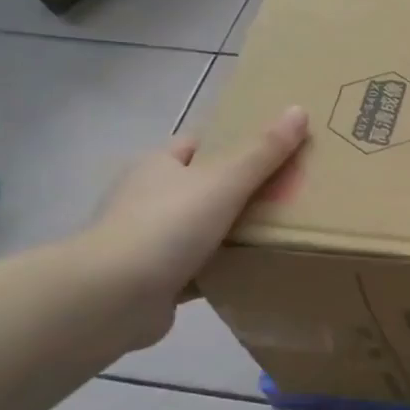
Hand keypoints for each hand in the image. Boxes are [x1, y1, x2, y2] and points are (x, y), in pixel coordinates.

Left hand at [79, 106, 308, 346]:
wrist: (111, 299)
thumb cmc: (166, 226)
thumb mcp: (223, 181)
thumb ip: (263, 150)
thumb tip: (298, 110)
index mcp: (157, 166)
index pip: (199, 144)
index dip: (234, 143)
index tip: (275, 150)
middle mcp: (148, 199)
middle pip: (205, 187)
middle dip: (242, 191)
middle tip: (290, 194)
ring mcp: (149, 242)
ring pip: (204, 230)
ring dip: (234, 234)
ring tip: (283, 233)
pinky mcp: (155, 281)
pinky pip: (200, 269)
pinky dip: (224, 269)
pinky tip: (255, 271)